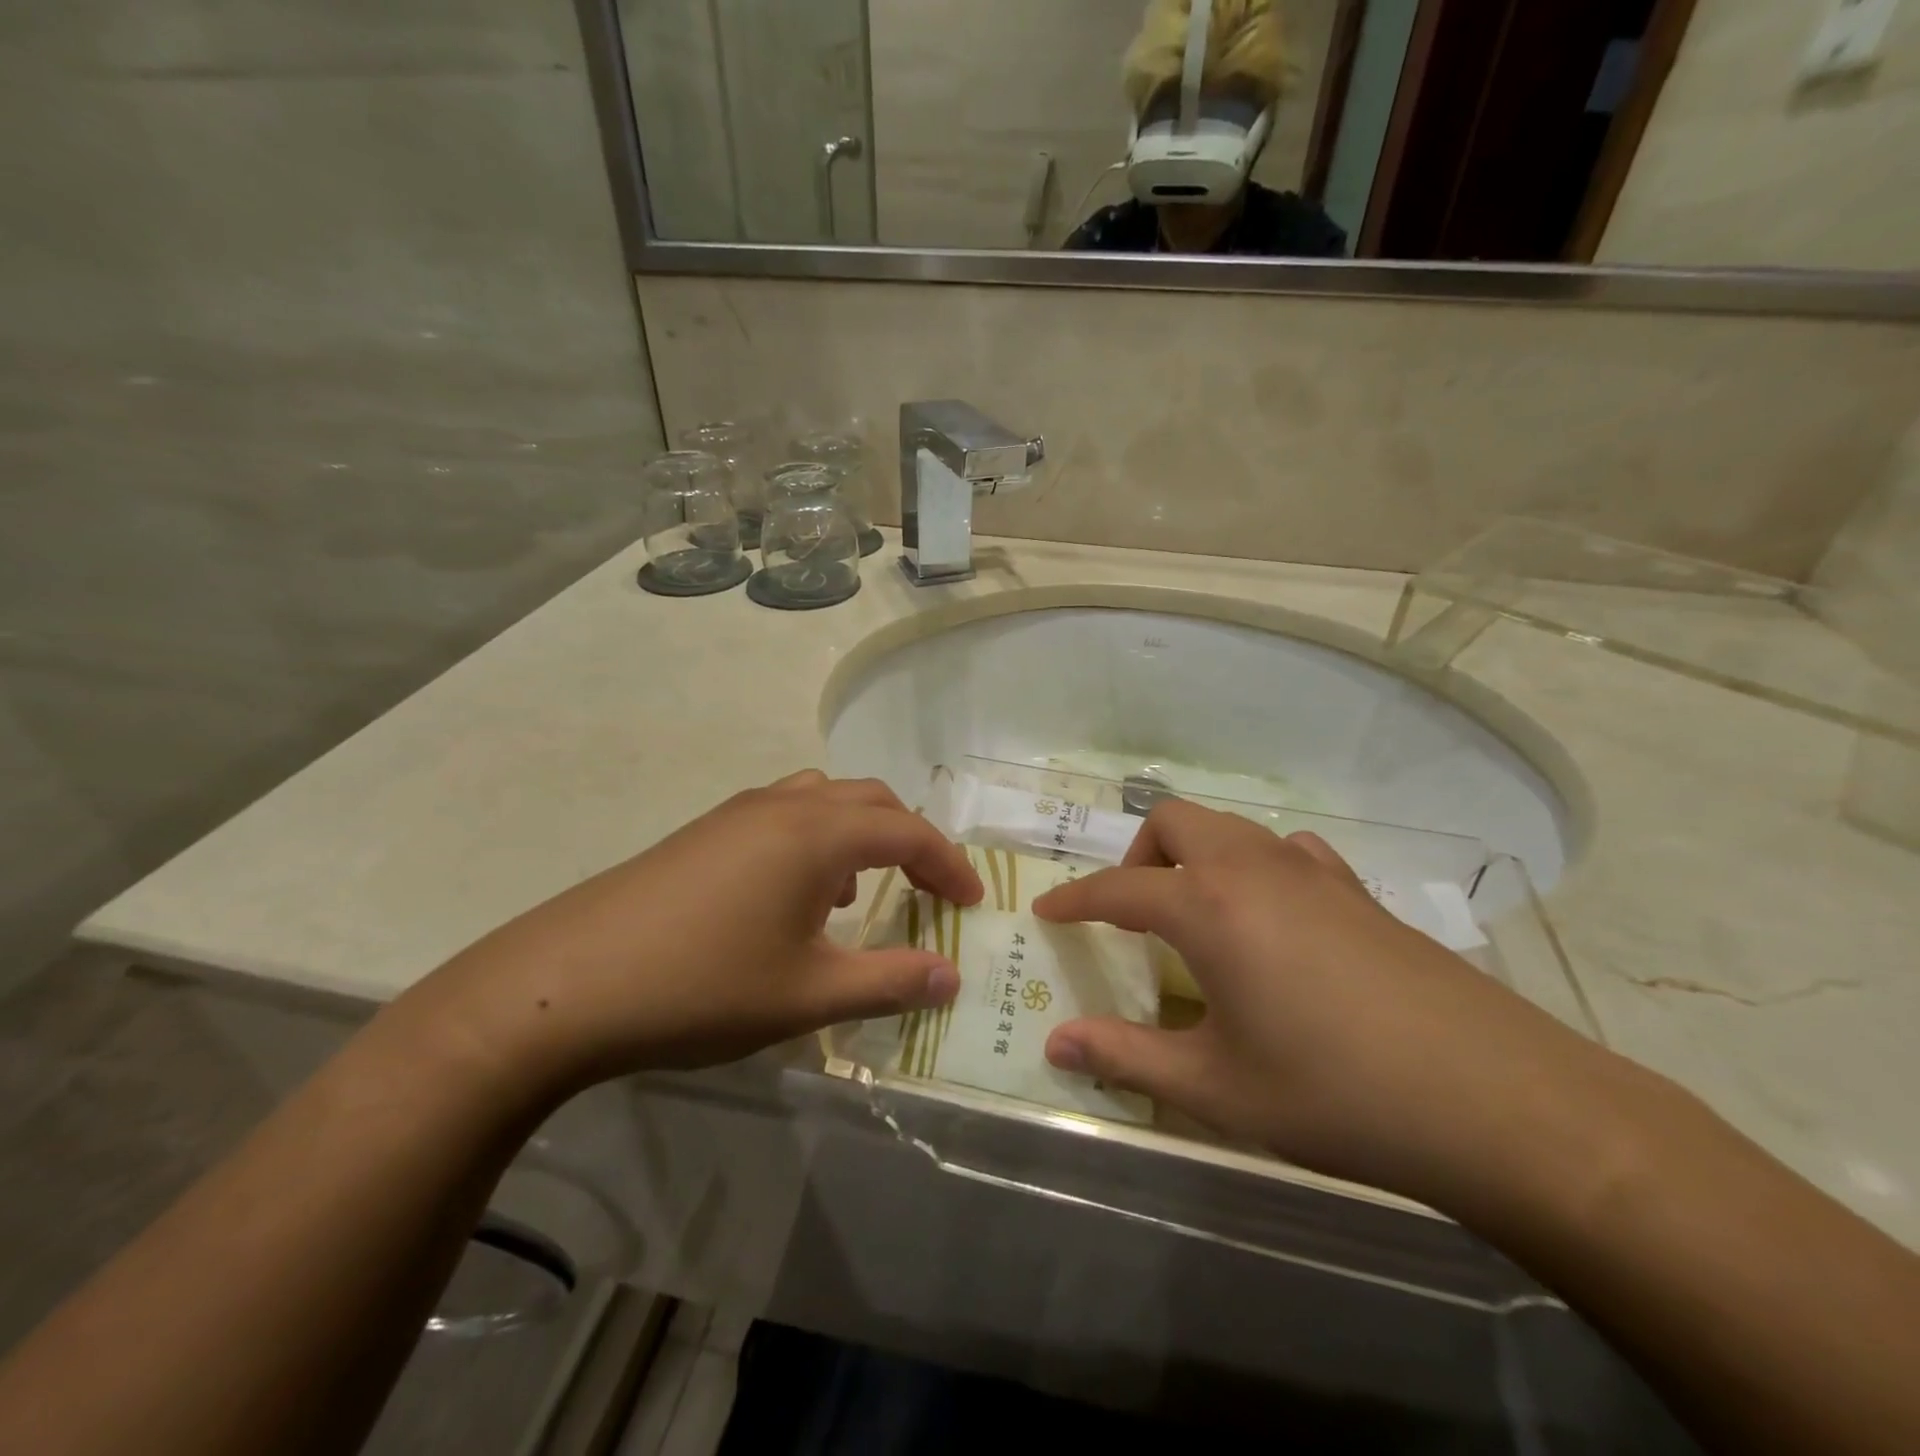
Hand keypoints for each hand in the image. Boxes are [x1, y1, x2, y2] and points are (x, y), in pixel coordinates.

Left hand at [401, 772, 982, 1097]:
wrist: (562, 986)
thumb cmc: (701, 986)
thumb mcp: (808, 995)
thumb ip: (890, 981)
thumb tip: (952, 977)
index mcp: (817, 833)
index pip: (908, 831)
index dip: (948, 864)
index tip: (972, 902)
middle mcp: (782, 806)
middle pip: (869, 801)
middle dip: (909, 840)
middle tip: (928, 890)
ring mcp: (737, 814)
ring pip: (822, 802)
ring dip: (858, 835)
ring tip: (861, 893)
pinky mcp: (703, 833)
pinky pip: (783, 817)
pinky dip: (815, 842)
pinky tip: (796, 900)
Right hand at [1033, 799, 1619, 1207]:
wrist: (1496, 1100)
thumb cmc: (1335, 1093)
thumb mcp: (1216, 1088)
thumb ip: (1126, 1058)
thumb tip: (1055, 1044)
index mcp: (1208, 907)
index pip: (1118, 888)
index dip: (1075, 899)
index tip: (1047, 911)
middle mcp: (1253, 868)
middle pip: (1174, 822)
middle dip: (1139, 856)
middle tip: (1134, 915)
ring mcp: (1312, 871)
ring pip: (1230, 828)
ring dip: (1195, 855)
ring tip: (1197, 916)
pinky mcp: (1358, 890)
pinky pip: (1286, 850)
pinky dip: (1257, 866)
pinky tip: (1273, 918)